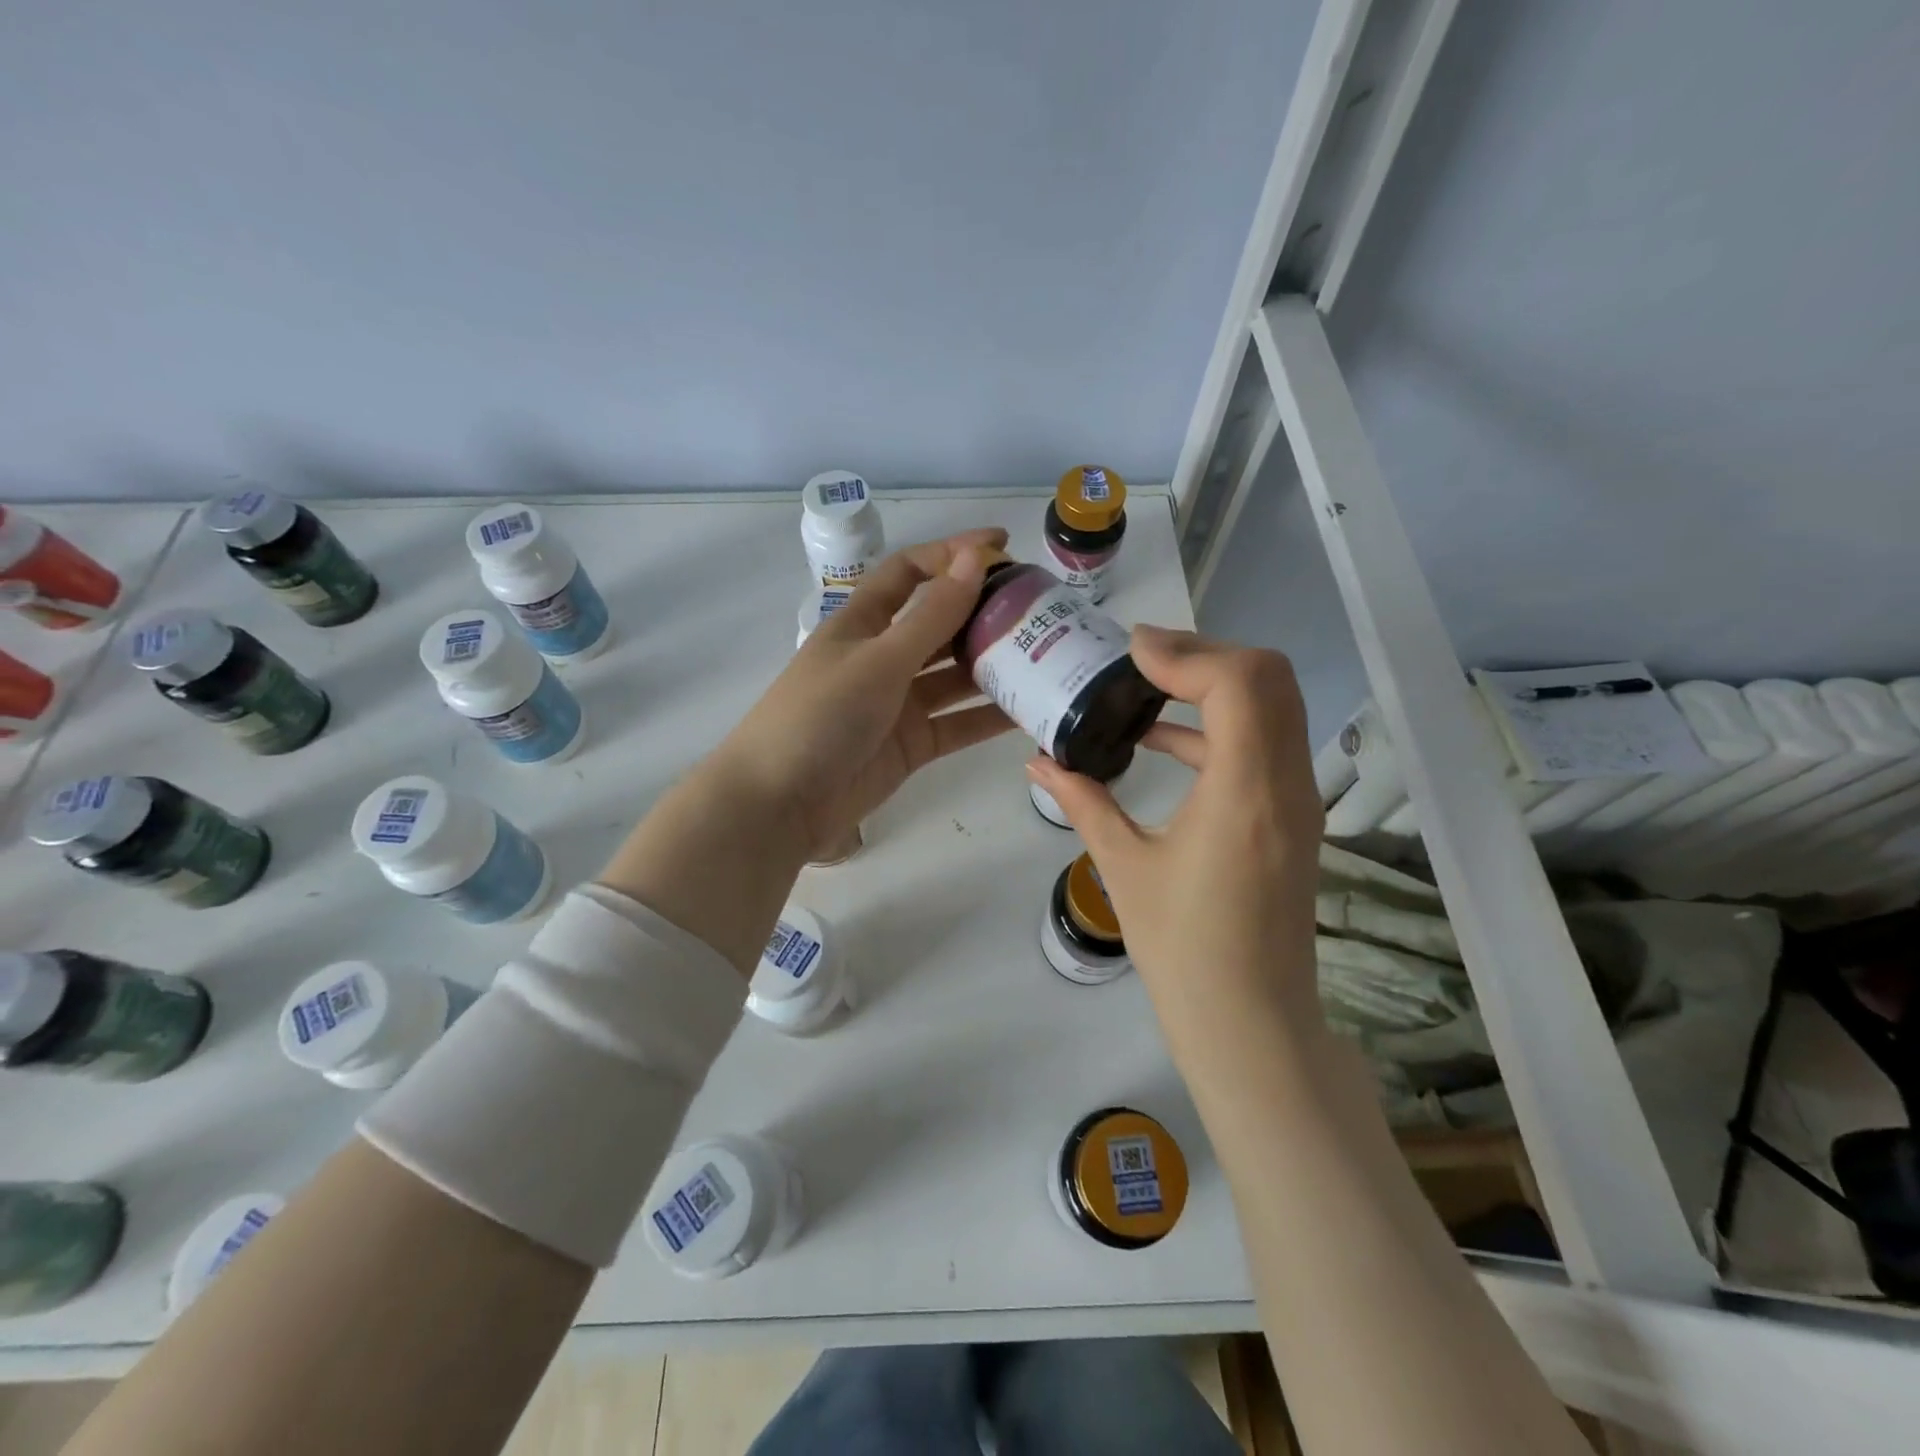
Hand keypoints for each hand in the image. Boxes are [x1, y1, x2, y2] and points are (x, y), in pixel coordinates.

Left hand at [712, 529, 1015, 859]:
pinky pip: (959, 723)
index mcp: (862, 623)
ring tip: (1047, 653)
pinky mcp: (912, 744)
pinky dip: (990, 717)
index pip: (910, 573)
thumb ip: (931, 615)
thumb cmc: (820, 715)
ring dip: (993, 664)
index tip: (1002, 545)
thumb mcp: (878, 660)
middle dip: (983, 612)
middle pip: (939, 623)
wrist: (780, 803)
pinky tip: (1030, 708)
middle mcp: (882, 657)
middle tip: (1038, 607)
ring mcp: (898, 703)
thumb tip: (974, 557)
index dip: (951, 554)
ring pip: (955, 675)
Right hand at [1028, 627, 1324, 1037]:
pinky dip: (1220, 724)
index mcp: (1244, 793)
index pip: (1239, 683)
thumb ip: (1082, 801)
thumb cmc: (1181, 949)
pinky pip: (1266, 742)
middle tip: (1142, 660)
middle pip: (1269, 677)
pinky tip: (1162, 740)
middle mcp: (1286, 783)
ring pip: (1275, 703)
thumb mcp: (1123, 867)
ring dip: (1215, 683)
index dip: (1186, 652)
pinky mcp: (1293, 815)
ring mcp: (1299, 799)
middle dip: (1204, 653)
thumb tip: (1038, 761)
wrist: (1249, 1022)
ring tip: (1147, 688)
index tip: (1131, 652)